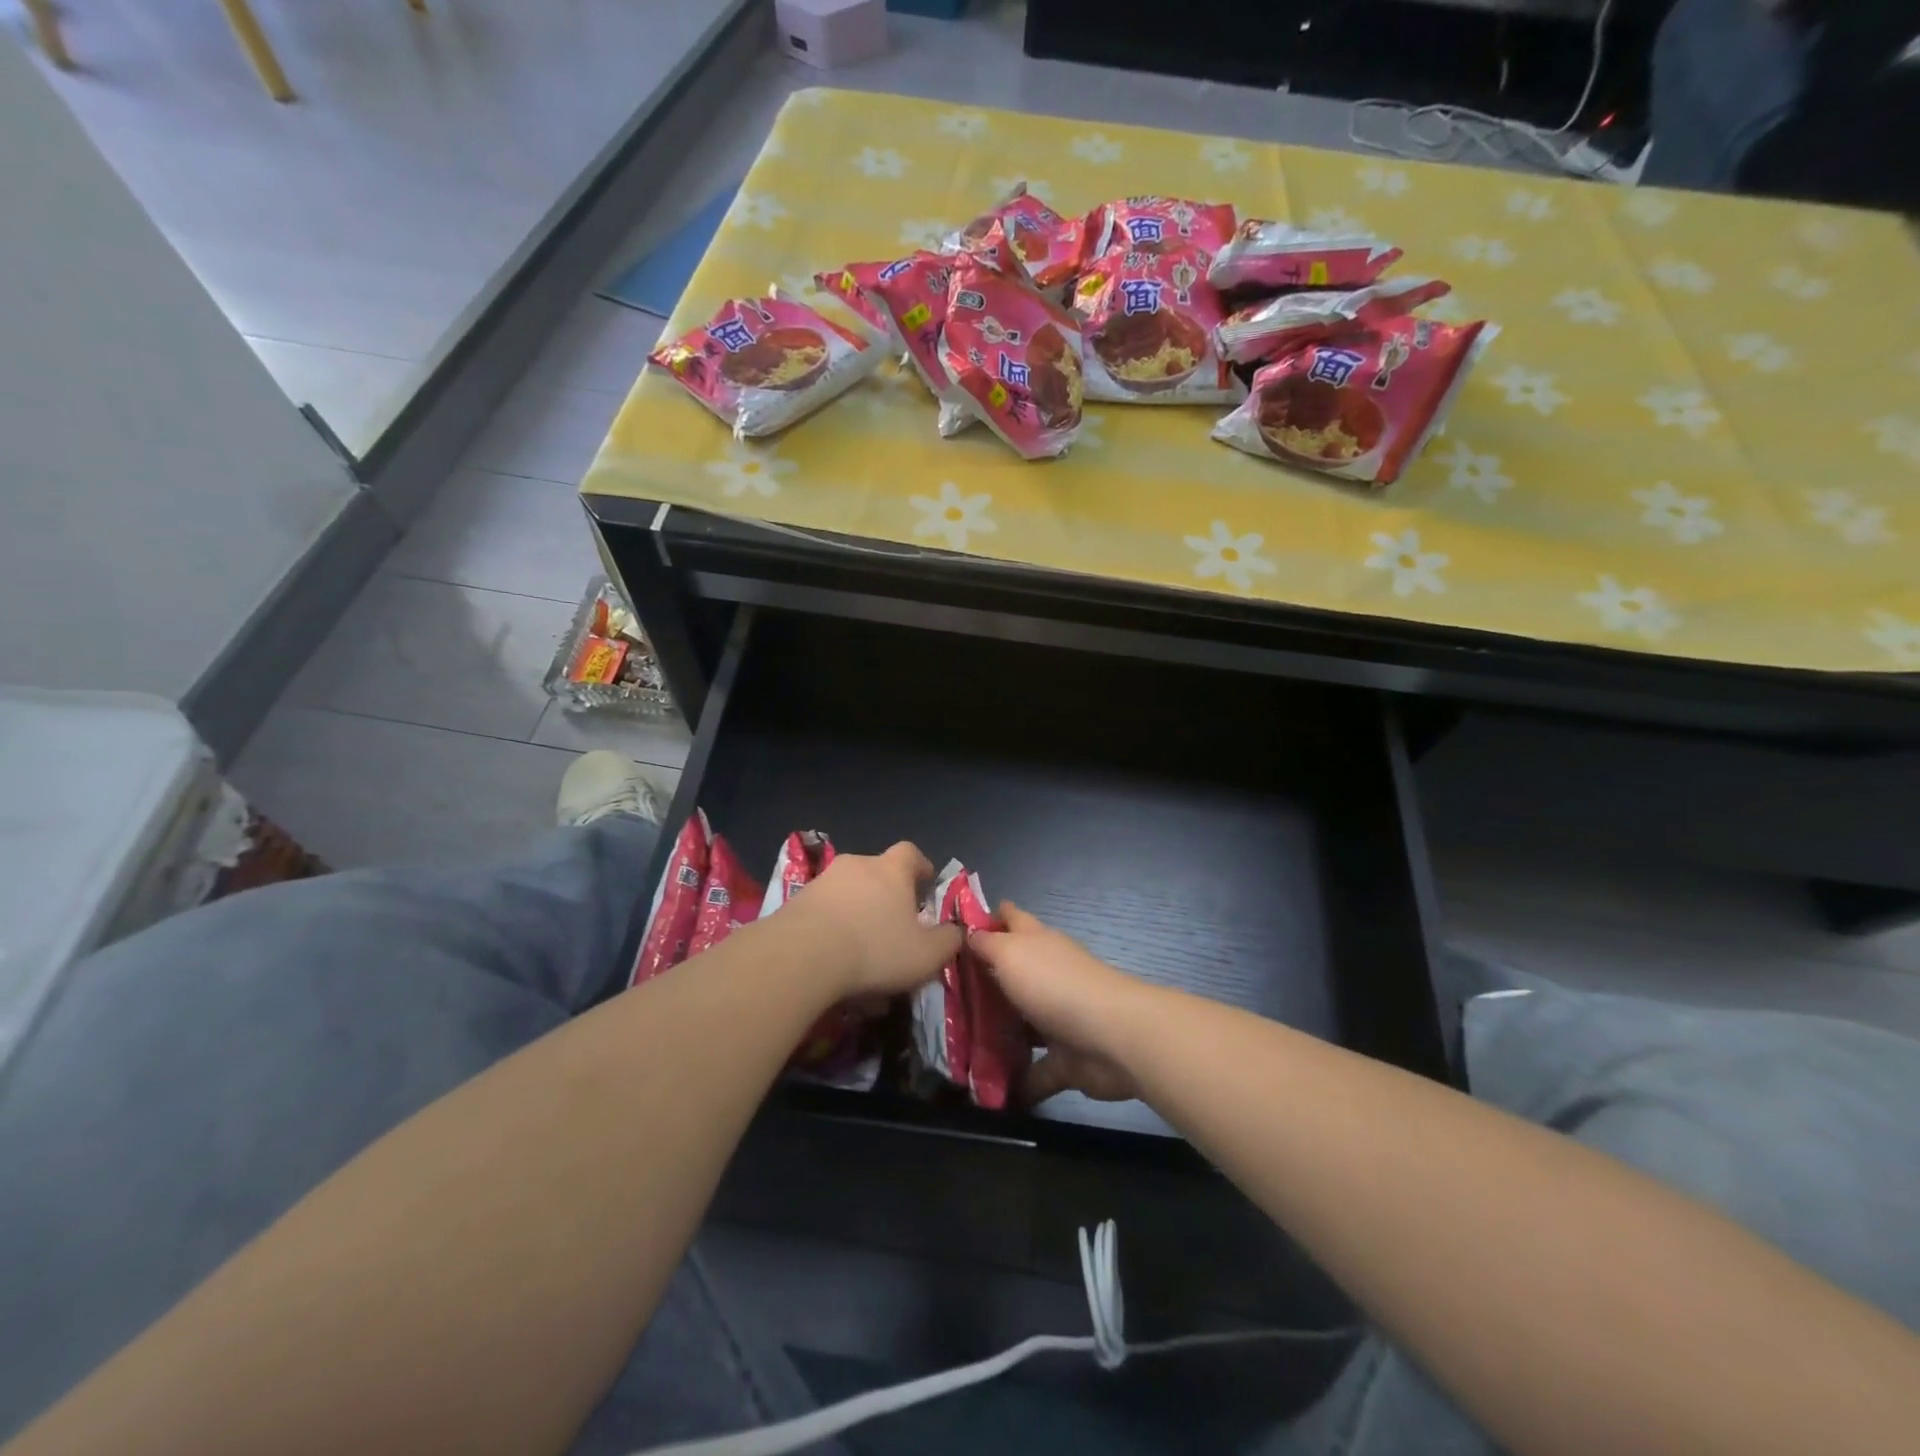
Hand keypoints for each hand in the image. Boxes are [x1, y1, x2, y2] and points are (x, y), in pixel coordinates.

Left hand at [785, 842, 960, 999]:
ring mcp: (822, 881)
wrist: (802, 956)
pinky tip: (833, 959)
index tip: (925, 882)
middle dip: (886, 893)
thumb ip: (948, 940)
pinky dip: (831, 928)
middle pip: (876, 871)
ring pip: (847, 892)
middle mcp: (857, 865)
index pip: (910, 853)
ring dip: (856, 912)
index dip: (920, 866)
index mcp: (891, 869)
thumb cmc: (875, 948)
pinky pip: (822, 911)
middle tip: (894, 922)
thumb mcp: (927, 954)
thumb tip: (956, 931)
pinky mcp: (795, 902)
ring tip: (861, 948)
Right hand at [967, 903, 1147, 1106]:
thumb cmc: (1054, 984)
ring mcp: (1058, 1018)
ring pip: (1022, 1024)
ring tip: (959, 1048)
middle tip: (943, 998)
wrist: (1112, 1037)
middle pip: (1012, 973)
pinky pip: (1037, 1070)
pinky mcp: (1066, 1058)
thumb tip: (970, 934)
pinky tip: (988, 1095)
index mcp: (1036, 943)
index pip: (1012, 919)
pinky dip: (1019, 1083)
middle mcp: (1048, 975)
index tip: (956, 929)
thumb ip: (986, 944)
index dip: (989, 918)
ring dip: (998, 1035)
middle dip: (983, 983)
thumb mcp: (1010, 953)